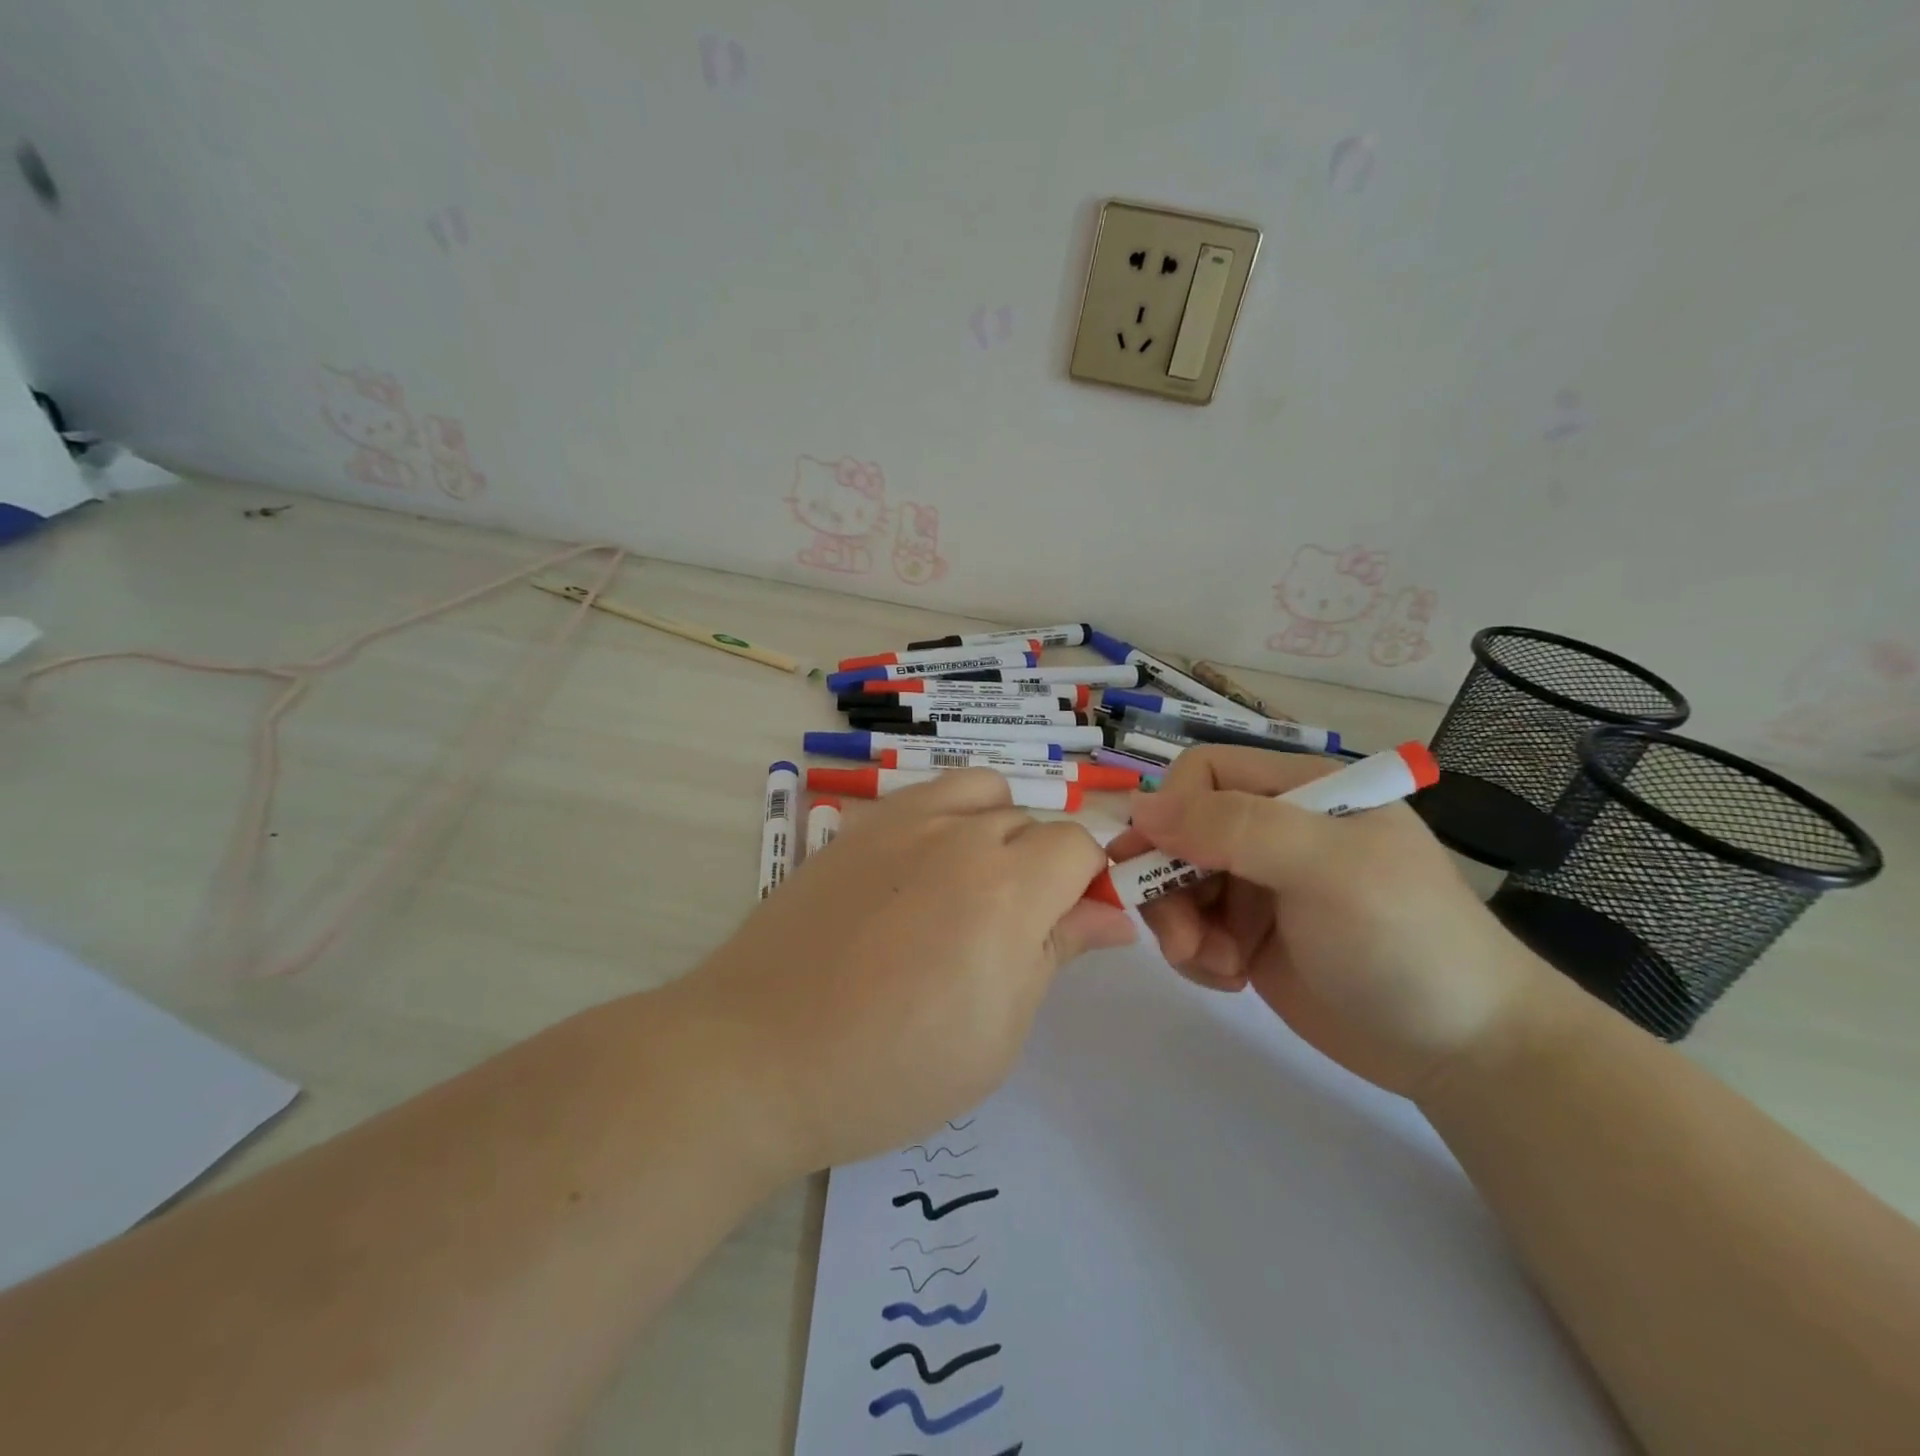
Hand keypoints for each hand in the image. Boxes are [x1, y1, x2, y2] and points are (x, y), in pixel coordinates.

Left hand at [674, 771, 1134, 1177]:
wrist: (759, 1054)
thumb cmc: (891, 1069)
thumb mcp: (998, 1032)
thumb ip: (1057, 953)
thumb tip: (1114, 915)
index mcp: (1007, 889)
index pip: (1078, 845)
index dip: (1087, 882)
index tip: (1072, 927)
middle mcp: (958, 836)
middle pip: (1030, 820)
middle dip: (1042, 866)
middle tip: (1013, 930)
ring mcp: (900, 822)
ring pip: (980, 790)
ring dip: (996, 826)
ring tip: (971, 886)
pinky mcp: (856, 827)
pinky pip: (923, 798)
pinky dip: (944, 820)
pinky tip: (917, 877)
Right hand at [1104, 746, 1553, 1096]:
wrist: (1464, 1050)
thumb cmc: (1403, 941)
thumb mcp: (1325, 868)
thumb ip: (1235, 827)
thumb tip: (1142, 809)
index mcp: (1299, 790)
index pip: (1204, 773)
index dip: (1171, 811)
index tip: (1157, 865)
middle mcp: (1274, 829)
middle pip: (1179, 832)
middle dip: (1167, 883)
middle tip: (1183, 939)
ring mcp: (1260, 884)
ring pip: (1176, 882)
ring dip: (1180, 925)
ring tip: (1216, 966)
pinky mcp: (1250, 935)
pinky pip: (1192, 927)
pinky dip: (1195, 954)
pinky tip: (1231, 979)